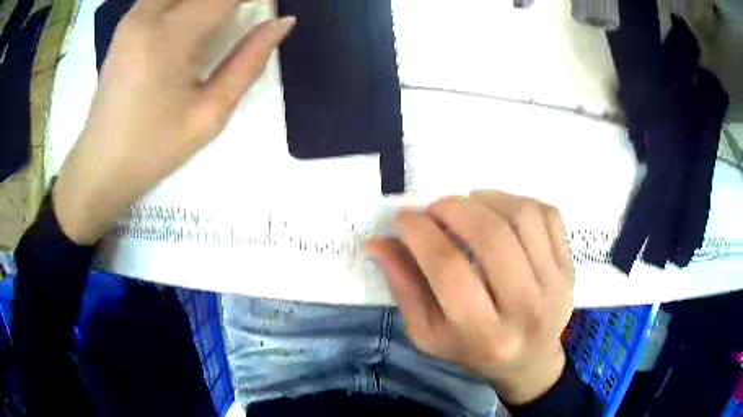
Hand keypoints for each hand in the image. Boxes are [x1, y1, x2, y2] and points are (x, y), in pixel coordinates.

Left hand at [53, 0, 294, 244]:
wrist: (102, 165)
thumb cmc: (154, 148)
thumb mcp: (210, 114)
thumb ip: (248, 62)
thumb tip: (282, 22)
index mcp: (168, 39)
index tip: (271, 4)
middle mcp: (147, 15)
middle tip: (249, 10)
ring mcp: (132, 16)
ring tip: (224, 15)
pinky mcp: (126, 24)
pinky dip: (186, 1)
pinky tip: (196, 17)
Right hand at [366, 191, 573, 404]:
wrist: (529, 360)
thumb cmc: (473, 352)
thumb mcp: (430, 334)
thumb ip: (405, 288)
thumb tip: (378, 242)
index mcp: (485, 335)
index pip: (449, 270)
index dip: (420, 234)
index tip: (403, 218)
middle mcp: (526, 309)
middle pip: (491, 237)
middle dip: (453, 209)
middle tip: (435, 208)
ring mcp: (555, 284)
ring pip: (522, 217)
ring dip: (487, 199)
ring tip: (467, 204)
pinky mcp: (569, 266)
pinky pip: (547, 214)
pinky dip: (518, 201)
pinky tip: (500, 210)